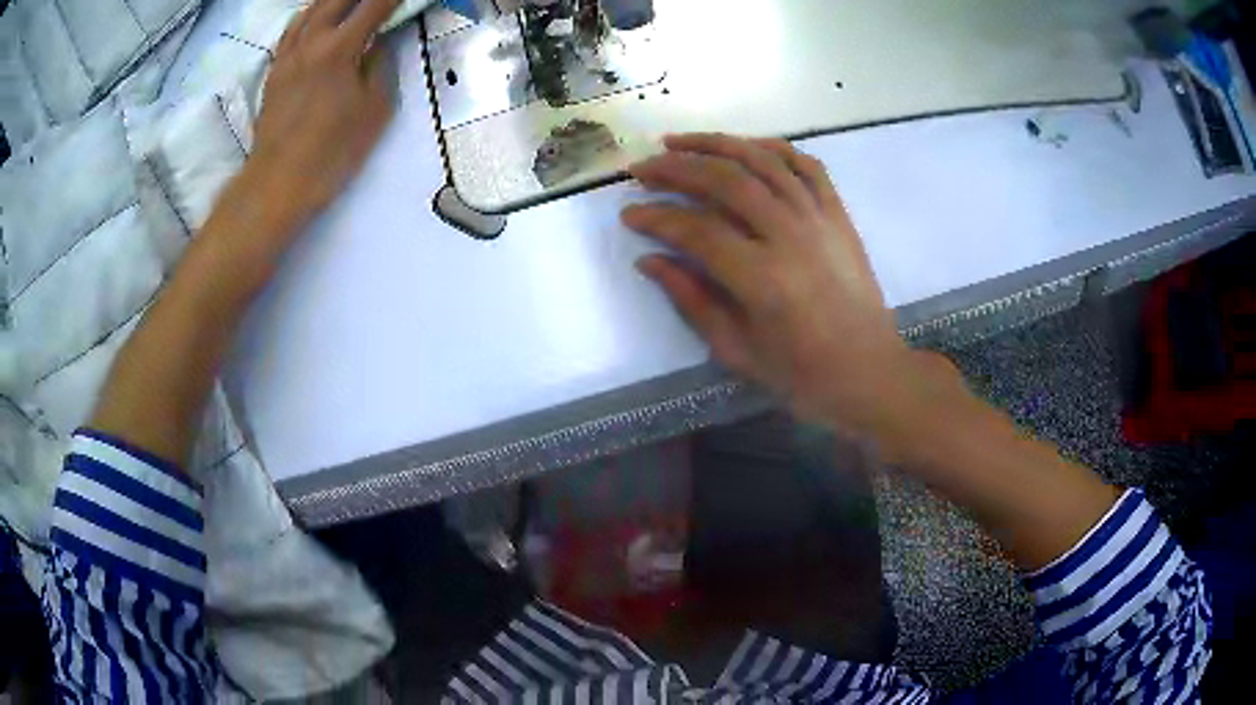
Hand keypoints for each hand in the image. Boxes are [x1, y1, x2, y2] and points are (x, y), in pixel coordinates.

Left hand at [247, 0, 398, 225]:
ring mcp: (288, 54)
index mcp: (339, 48)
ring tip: (349, 2)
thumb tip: (377, 42)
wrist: (278, 182)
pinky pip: (291, 29)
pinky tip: (315, 17)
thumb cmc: (332, 151)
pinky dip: (308, 15)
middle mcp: (311, 41)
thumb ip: (379, 66)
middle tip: (377, 2)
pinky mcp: (274, 70)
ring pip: (311, 9)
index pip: (375, 5)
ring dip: (334, 0)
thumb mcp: (374, 109)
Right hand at [623, 134, 935, 445]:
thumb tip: (649, 261)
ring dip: (715, 143)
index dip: (656, 218)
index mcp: (762, 279)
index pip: (696, 230)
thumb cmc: (803, 375)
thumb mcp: (738, 351)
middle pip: (725, 180)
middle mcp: (790, 236)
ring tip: (678, 141)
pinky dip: (772, 148)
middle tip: (642, 168)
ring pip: (762, 160)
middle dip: (676, 167)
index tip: (629, 214)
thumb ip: (692, 301)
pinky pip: (805, 165)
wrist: (869, 372)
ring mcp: (819, 219)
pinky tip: (744, 147)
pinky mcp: (838, 215)